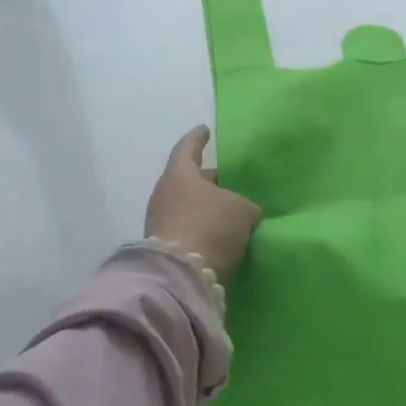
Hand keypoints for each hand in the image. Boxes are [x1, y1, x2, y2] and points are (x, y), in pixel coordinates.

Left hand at [144, 126, 262, 281]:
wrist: (180, 275)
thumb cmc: (210, 226)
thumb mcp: (242, 210)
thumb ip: (245, 205)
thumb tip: (245, 212)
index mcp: (180, 174)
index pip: (188, 148)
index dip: (198, 138)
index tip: (205, 130)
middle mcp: (165, 193)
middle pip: (189, 180)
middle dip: (208, 180)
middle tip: (228, 181)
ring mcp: (160, 221)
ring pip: (188, 205)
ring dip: (206, 207)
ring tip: (229, 211)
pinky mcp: (163, 247)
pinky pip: (187, 228)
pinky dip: (202, 227)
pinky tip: (221, 234)